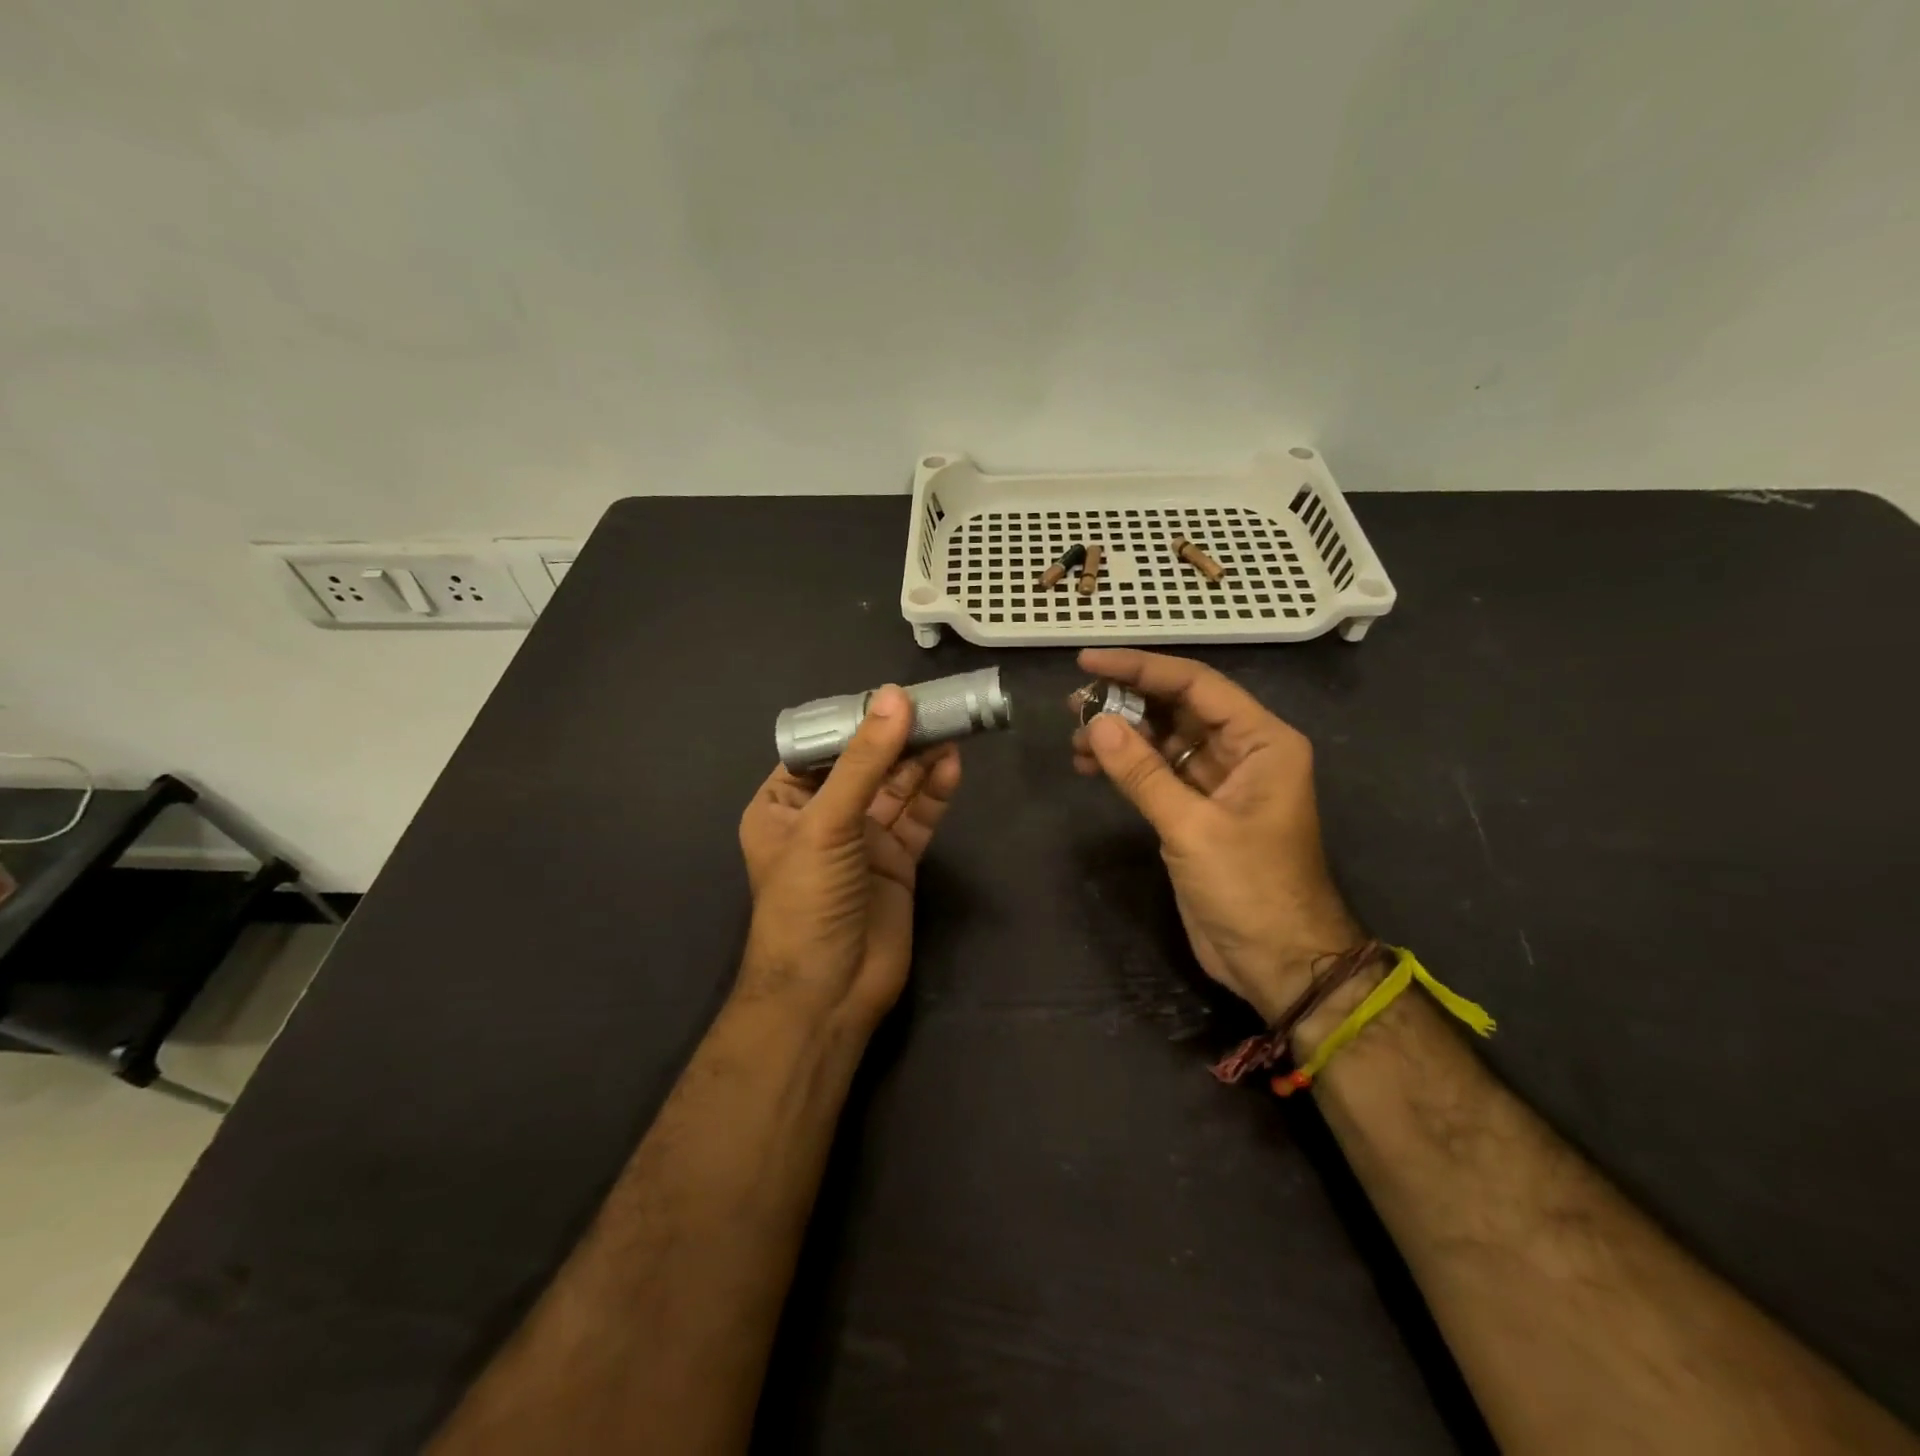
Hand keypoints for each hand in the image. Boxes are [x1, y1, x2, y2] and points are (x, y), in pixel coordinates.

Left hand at [739, 686, 961, 1028]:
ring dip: (920, 760)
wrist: (829, 992)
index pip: (821, 749)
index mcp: (783, 804)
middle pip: (865, 765)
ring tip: (951, 727)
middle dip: (896, 738)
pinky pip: (917, 818)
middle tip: (935, 705)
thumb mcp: (828, 823)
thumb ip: (864, 761)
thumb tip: (895, 697)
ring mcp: (862, 841)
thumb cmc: (807, 899)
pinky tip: (952, 766)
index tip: (891, 695)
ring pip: (895, 789)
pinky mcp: (897, 862)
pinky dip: (934, 793)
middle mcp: (823, 817)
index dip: (855, 721)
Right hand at [1071, 648, 1363, 1020]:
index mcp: (1262, 741)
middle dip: (1126, 702)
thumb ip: (1142, 773)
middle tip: (1073, 704)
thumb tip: (1095, 723)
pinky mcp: (1199, 810)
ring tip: (1074, 739)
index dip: (1141, 668)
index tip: (1090, 661)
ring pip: (1164, 740)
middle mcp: (1243, 751)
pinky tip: (1091, 766)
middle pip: (1179, 708)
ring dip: (1121, 736)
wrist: (1278, 962)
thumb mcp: (1192, 827)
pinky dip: (1127, 767)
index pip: (1196, 685)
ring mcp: (1220, 781)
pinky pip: (1158, 772)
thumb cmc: (1250, 888)